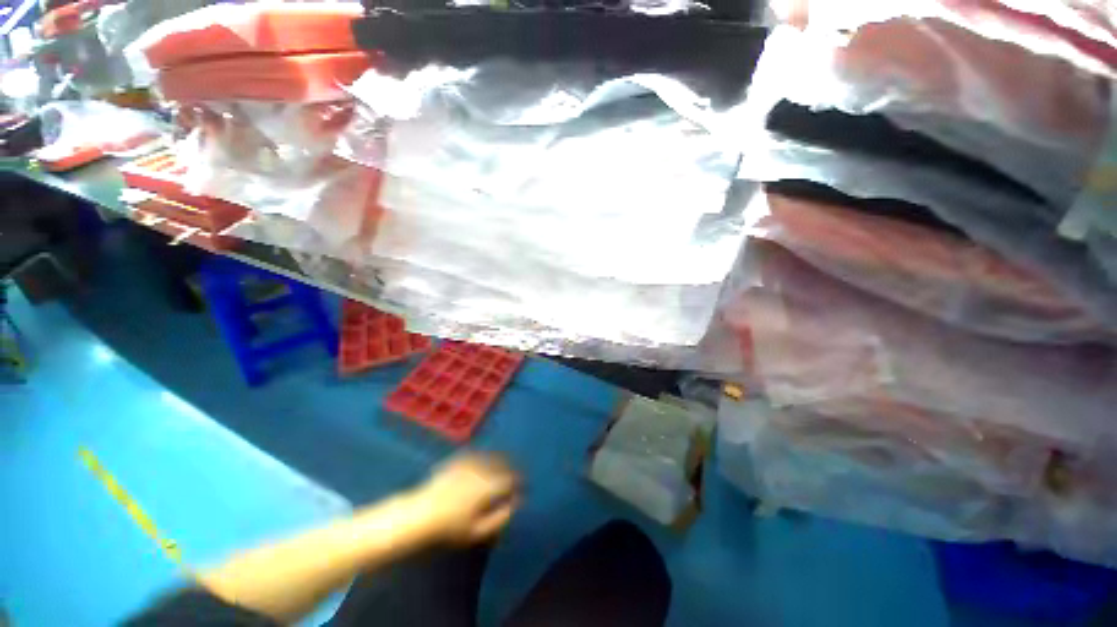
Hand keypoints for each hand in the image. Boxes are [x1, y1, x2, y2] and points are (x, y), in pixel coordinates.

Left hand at [412, 453, 521, 544]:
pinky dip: (485, 455)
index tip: (524, 486)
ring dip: (502, 459)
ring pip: (492, 455)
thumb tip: (516, 504)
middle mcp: (481, 469)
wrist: (420, 514)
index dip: (520, 482)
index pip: (511, 479)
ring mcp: (469, 462)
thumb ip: (500, 518)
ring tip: (506, 464)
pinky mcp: (458, 459)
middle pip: (504, 463)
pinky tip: (486, 460)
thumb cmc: (450, 527)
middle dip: (513, 467)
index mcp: (488, 485)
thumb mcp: (477, 531)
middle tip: (517, 475)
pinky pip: (477, 453)